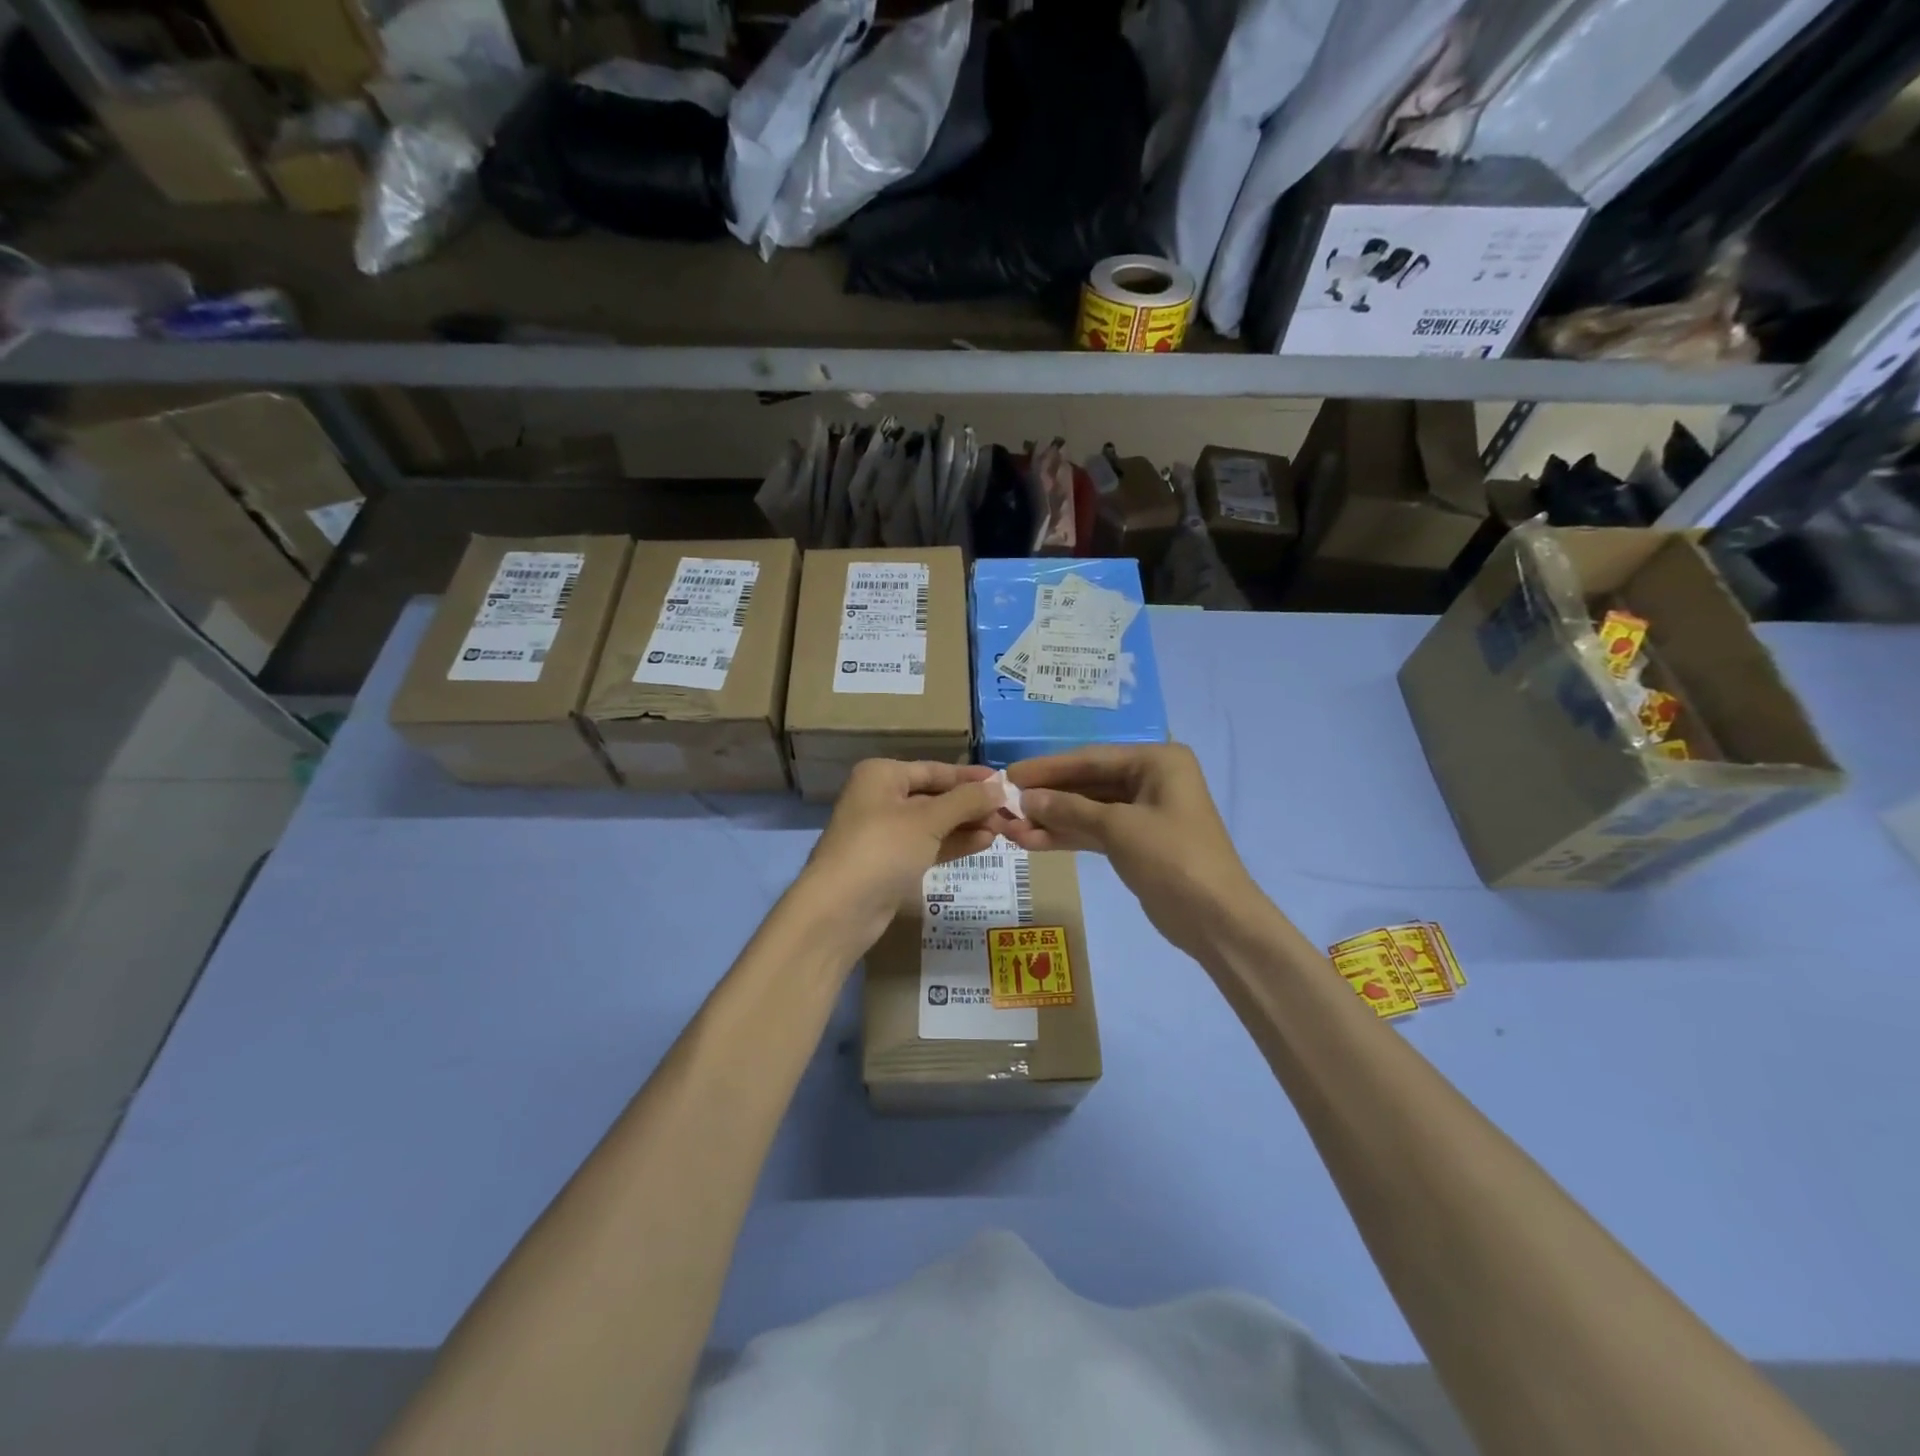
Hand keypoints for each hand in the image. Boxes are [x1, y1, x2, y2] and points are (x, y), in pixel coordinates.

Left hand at [797, 760, 1005, 955]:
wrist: (839, 909)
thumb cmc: (883, 849)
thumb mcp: (928, 820)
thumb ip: (966, 801)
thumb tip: (1000, 788)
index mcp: (882, 775)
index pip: (935, 770)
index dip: (970, 777)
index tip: (1005, 783)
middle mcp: (881, 798)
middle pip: (935, 796)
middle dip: (971, 804)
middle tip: (1010, 812)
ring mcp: (885, 832)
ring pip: (934, 823)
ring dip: (966, 825)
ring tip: (1003, 829)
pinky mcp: (891, 862)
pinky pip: (928, 845)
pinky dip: (953, 843)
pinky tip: (984, 843)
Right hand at [1002, 744, 1261, 960]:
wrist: (1215, 919)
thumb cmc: (1172, 858)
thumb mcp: (1118, 828)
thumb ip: (1069, 809)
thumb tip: (1025, 799)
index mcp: (1157, 761)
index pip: (1091, 758)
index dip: (1048, 768)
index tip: (1009, 774)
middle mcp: (1151, 779)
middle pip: (1087, 783)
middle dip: (1047, 797)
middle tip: (1004, 805)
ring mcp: (1143, 813)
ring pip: (1088, 810)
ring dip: (1051, 820)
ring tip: (1009, 830)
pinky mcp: (1136, 843)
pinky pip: (1095, 832)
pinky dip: (1067, 837)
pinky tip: (1032, 843)